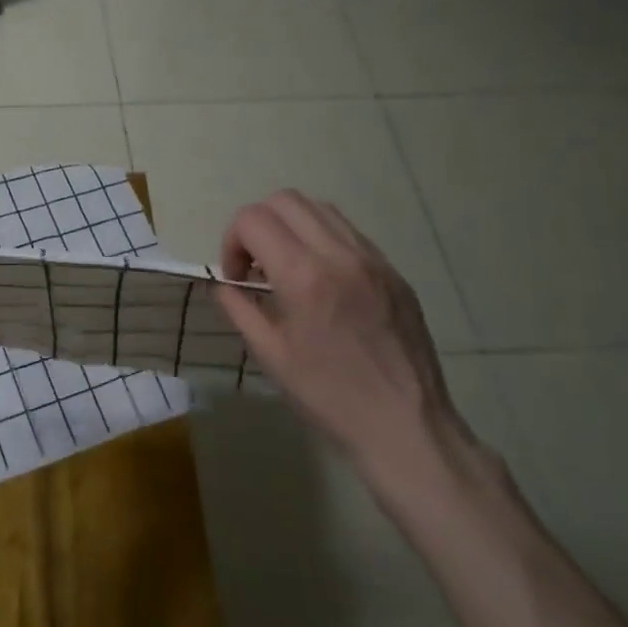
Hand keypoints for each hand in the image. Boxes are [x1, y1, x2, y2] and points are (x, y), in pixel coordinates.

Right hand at [213, 191, 481, 497]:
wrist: (405, 426)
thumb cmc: (328, 395)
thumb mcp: (269, 353)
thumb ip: (237, 307)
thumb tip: (222, 283)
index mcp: (304, 275)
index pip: (253, 219)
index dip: (232, 242)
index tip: (236, 278)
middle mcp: (340, 254)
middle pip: (285, 200)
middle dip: (257, 224)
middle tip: (255, 265)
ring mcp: (373, 259)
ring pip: (320, 209)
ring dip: (290, 226)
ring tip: (286, 268)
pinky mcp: (393, 272)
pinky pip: (349, 233)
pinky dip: (321, 240)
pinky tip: (320, 280)